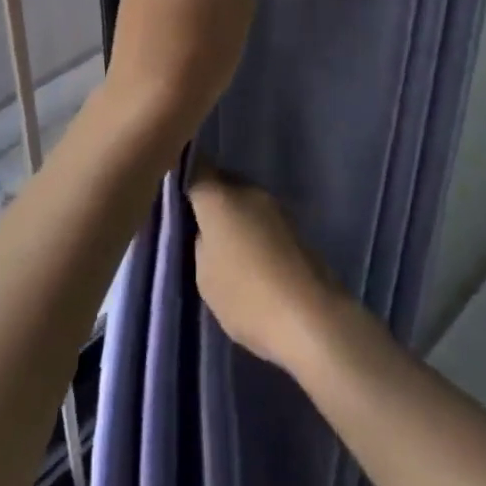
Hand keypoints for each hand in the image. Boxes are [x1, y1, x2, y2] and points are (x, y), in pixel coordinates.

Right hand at [189, 170, 344, 370]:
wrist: (311, 318)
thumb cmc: (247, 295)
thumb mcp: (205, 276)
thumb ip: (201, 243)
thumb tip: (207, 230)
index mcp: (219, 197)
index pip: (196, 167)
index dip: (183, 173)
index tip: (174, 190)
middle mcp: (248, 190)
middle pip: (222, 182)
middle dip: (209, 198)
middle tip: (196, 225)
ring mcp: (275, 206)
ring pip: (243, 200)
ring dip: (233, 215)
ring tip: (223, 246)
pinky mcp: (294, 226)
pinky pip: (261, 218)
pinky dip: (252, 230)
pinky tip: (249, 257)